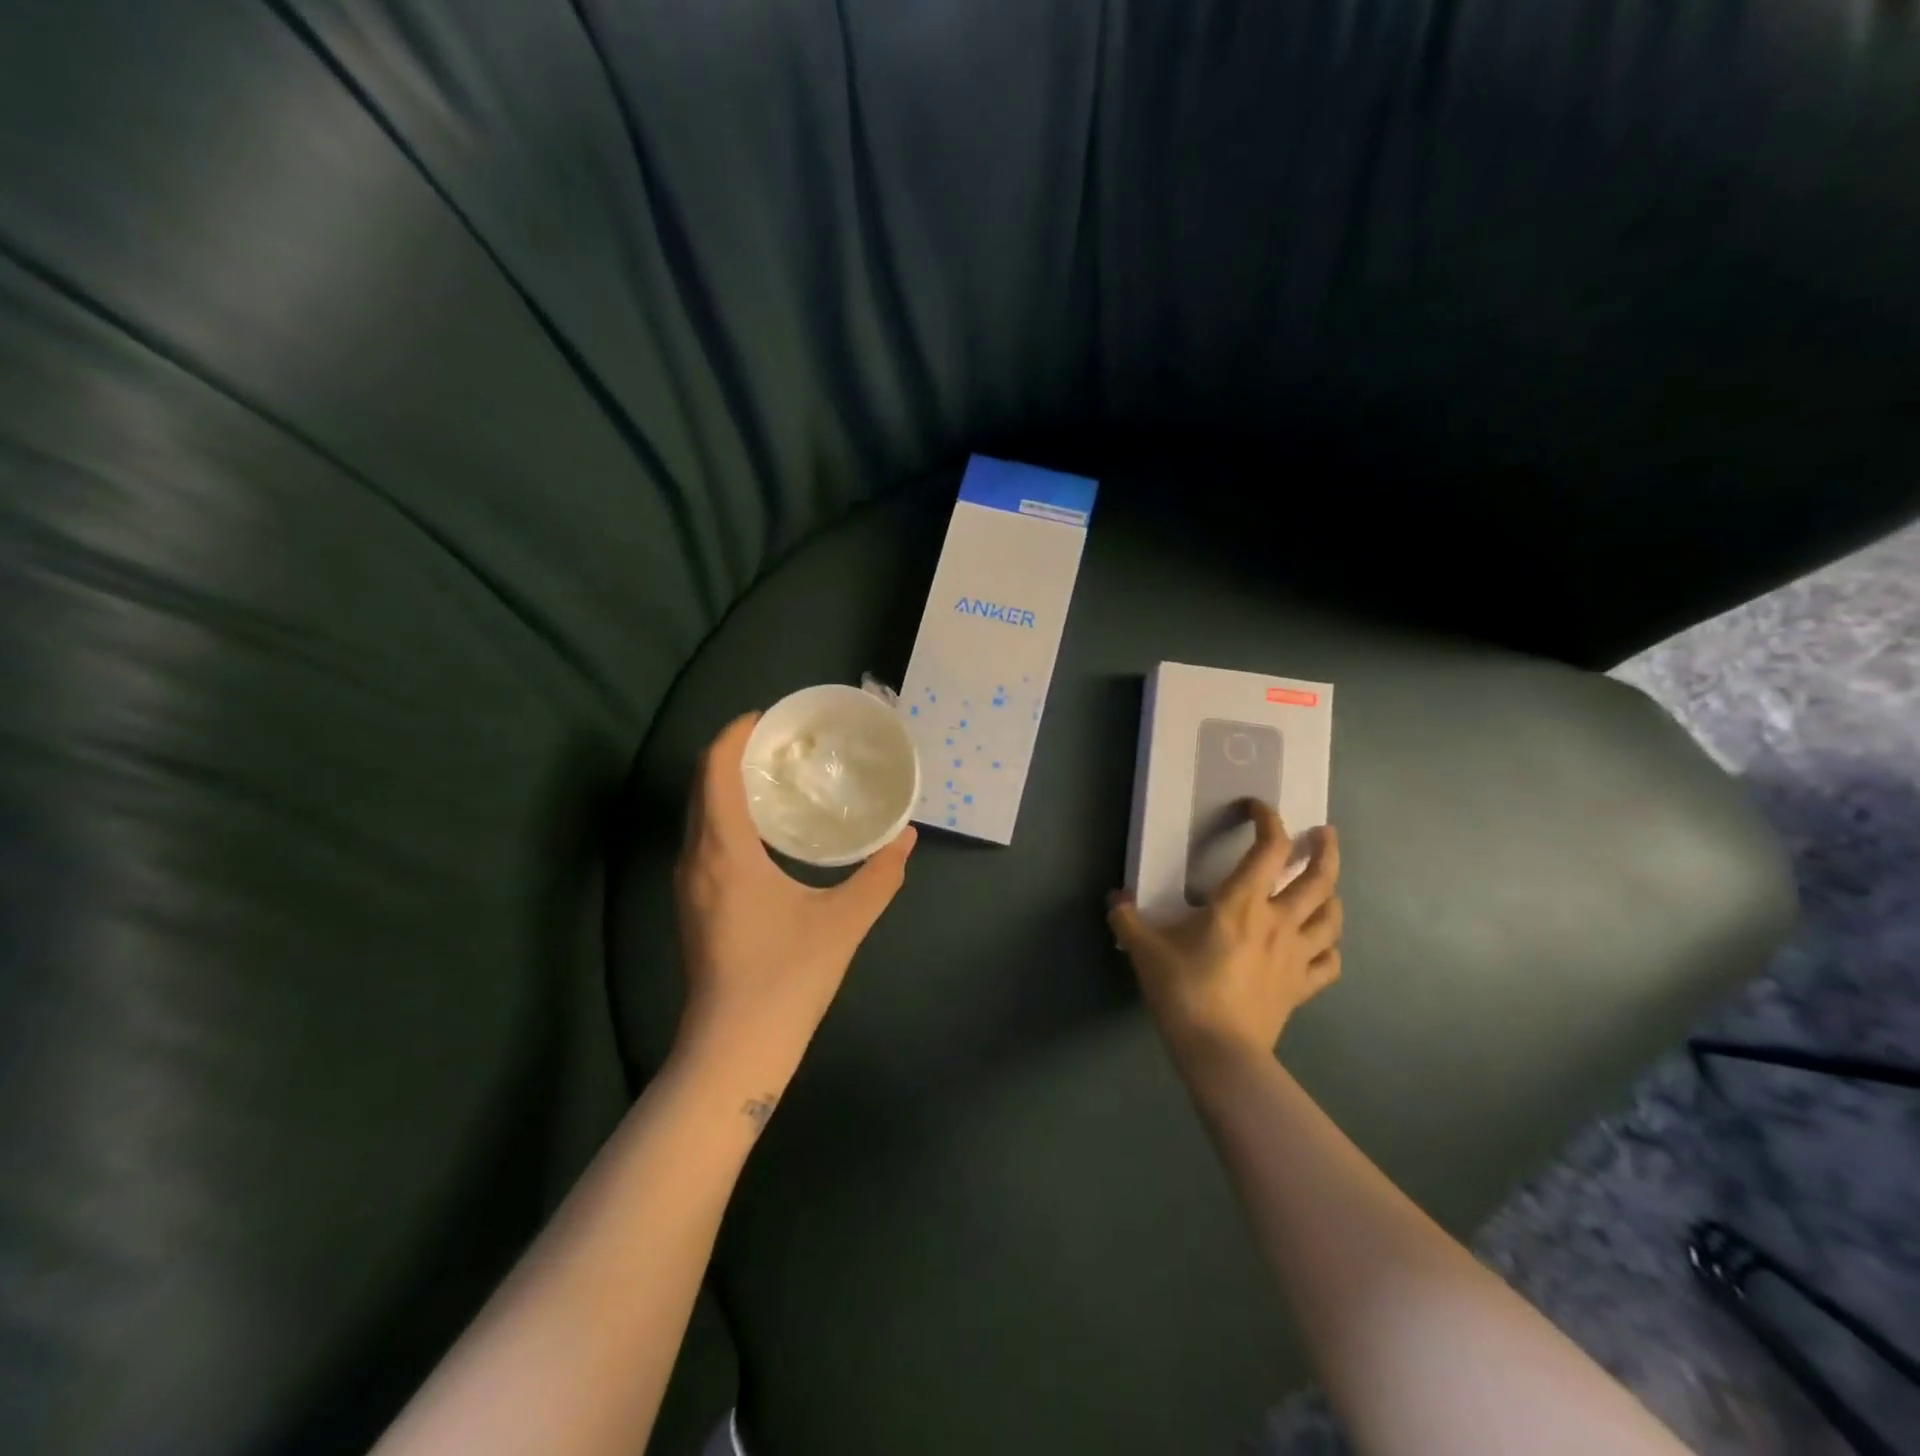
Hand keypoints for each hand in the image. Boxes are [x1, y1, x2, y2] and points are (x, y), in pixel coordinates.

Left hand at [672, 713, 916, 1119]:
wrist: (733, 1049)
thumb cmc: (786, 977)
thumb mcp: (844, 921)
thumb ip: (880, 875)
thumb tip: (907, 838)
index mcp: (724, 850)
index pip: (714, 770)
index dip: (735, 734)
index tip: (767, 717)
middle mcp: (695, 858)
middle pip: (702, 785)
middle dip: (733, 754)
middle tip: (781, 743)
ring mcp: (688, 884)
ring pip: (699, 813)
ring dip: (728, 785)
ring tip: (776, 778)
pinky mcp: (692, 905)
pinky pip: (703, 838)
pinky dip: (726, 815)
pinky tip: (765, 829)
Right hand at [1109, 801, 1341, 1072]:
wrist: (1219, 1052)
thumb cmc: (1183, 991)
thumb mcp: (1143, 949)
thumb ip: (1127, 918)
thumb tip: (1115, 899)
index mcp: (1241, 904)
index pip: (1268, 849)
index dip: (1268, 820)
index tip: (1257, 808)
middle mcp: (1278, 921)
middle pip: (1319, 877)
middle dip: (1324, 849)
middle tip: (1323, 833)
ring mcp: (1296, 955)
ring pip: (1332, 916)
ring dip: (1332, 893)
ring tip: (1325, 885)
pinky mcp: (1302, 987)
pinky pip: (1329, 962)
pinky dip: (1329, 947)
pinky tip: (1320, 944)